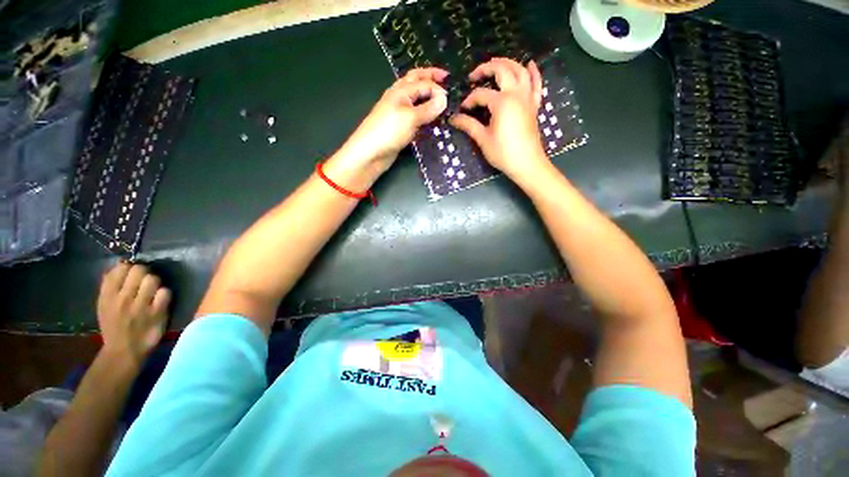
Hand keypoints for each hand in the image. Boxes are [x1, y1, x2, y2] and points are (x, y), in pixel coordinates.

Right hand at [97, 262, 170, 365]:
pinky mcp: (157, 313)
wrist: (123, 351)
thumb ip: (109, 286)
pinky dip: (165, 294)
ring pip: (153, 279)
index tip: (132, 273)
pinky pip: (165, 293)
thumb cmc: (114, 326)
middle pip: (139, 270)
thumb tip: (119, 264)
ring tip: (152, 291)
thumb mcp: (104, 305)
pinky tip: (160, 301)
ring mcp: (140, 306)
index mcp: (107, 296)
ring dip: (155, 282)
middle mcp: (122, 299)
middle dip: (144, 272)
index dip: (129, 267)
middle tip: (144, 281)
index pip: (120, 268)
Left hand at [341, 68, 448, 174]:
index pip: (424, 83)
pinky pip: (414, 115)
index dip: (438, 88)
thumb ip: (428, 108)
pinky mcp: (399, 126)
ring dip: (427, 95)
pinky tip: (430, 119)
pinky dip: (423, 114)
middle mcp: (399, 97)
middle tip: (446, 78)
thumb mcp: (411, 117)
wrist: (371, 152)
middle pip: (416, 82)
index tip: (451, 99)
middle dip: (430, 78)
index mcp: (401, 90)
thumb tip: (445, 98)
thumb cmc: (389, 131)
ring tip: (440, 98)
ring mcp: (399, 112)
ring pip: (415, 98)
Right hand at [450, 58, 548, 180]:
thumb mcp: (483, 139)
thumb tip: (453, 119)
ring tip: (496, 63)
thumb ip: (469, 125)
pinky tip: (529, 64)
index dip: (469, 100)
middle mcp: (516, 93)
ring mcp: (528, 98)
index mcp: (502, 102)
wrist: (527, 163)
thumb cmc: (503, 153)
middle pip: (502, 70)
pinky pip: (536, 83)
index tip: (462, 111)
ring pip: (520, 71)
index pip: (481, 94)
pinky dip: (533, 72)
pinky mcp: (534, 105)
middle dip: (486, 68)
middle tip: (474, 75)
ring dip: (508, 63)